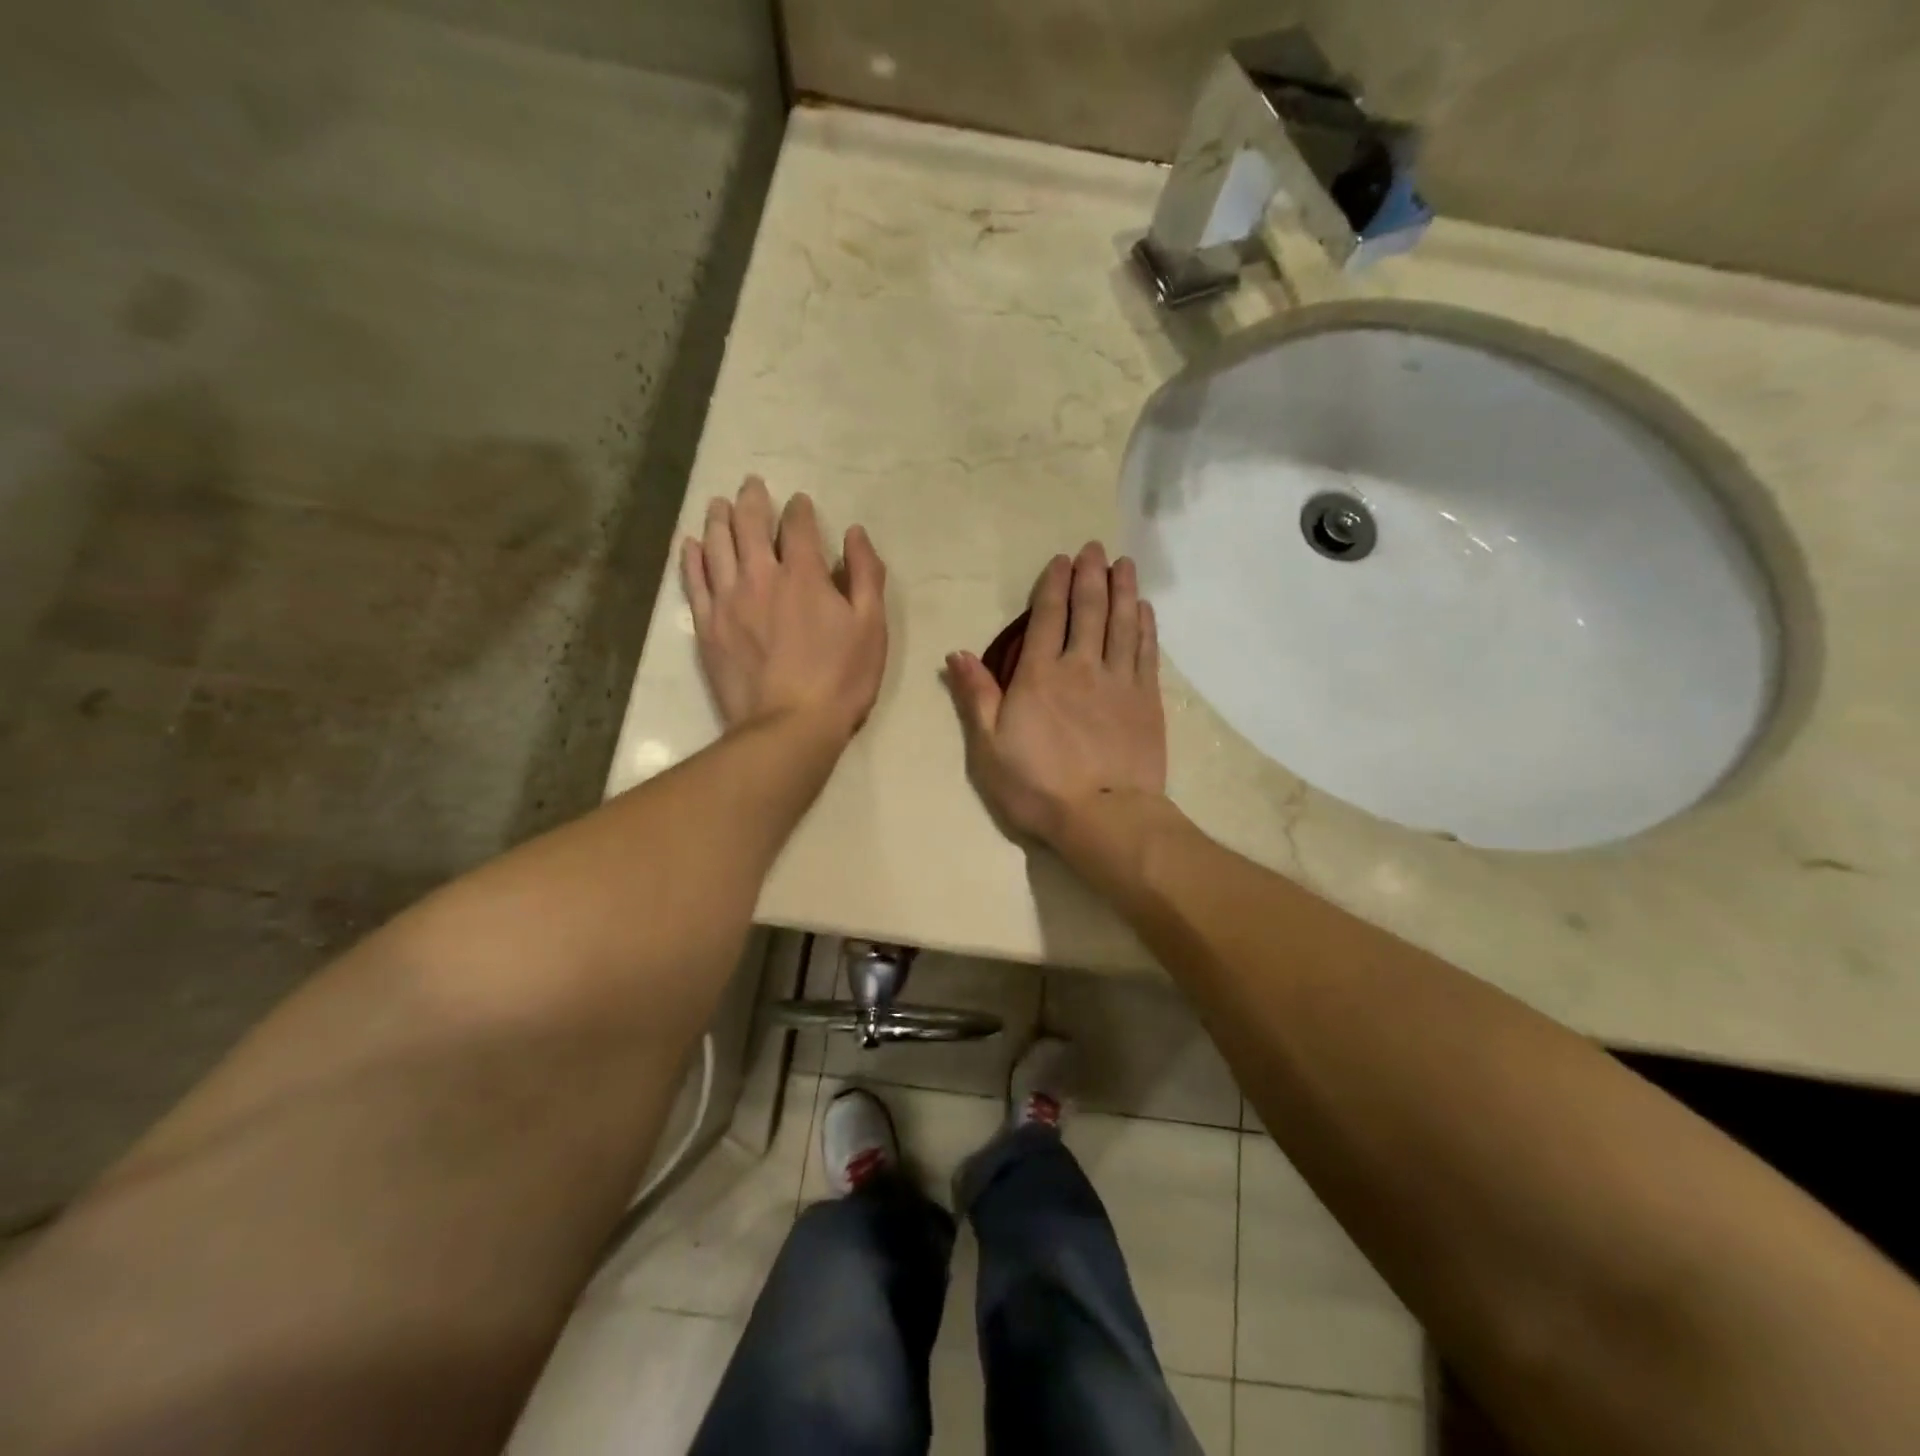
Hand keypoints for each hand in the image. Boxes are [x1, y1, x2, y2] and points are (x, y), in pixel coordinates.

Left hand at [681, 476, 887, 740]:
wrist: (788, 727)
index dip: (799, 509)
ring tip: (719, 504)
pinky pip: (694, 581)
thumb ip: (866, 575)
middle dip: (752, 500)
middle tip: (752, 485)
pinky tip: (692, 544)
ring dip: (719, 519)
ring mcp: (727, 600)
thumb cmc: (840, 679)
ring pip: (716, 545)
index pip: (798, 526)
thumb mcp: (871, 627)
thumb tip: (855, 533)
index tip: (800, 502)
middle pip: (749, 525)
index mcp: (804, 575)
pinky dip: (692, 557)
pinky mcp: (707, 626)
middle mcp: (760, 576)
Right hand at [946, 543, 1166, 844]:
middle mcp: (1081, 667)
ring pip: (1122, 623)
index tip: (1060, 560)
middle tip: (1094, 548)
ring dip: (1122, 590)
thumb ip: (976, 697)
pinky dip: (1145, 626)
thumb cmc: (1037, 787)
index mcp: (1039, 676)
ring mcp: (1119, 681)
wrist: (1103, 816)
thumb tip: (957, 653)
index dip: (1053, 585)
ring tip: (1123, 563)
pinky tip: (1144, 609)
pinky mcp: (1146, 700)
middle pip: (1088, 610)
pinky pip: (1146, 652)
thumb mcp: (988, 748)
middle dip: (1090, 576)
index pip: (1046, 618)